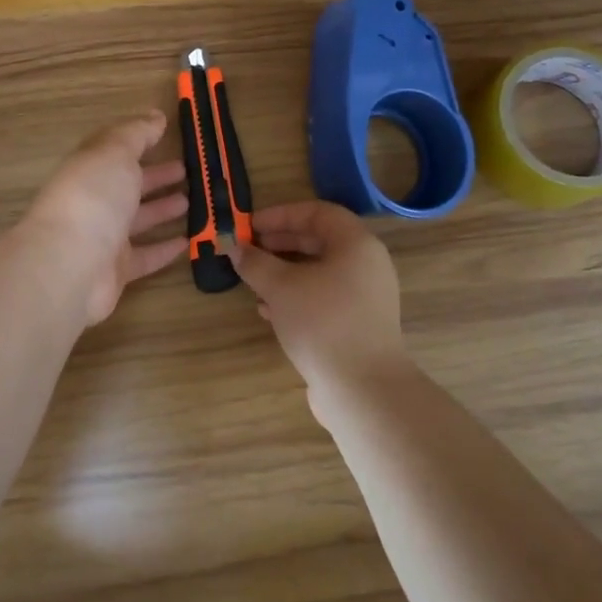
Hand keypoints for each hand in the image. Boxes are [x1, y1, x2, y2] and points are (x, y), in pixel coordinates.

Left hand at [22, 111, 188, 325]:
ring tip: (191, 201)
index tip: (167, 133)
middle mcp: (94, 201)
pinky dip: (164, 249)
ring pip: (138, 219)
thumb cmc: (93, 198)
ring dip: (162, 209)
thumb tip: (156, 116)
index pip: (115, 150)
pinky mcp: (116, 270)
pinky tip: (186, 242)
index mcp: (89, 168)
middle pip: (128, 185)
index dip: (139, 140)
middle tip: (187, 170)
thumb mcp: (115, 153)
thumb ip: (137, 133)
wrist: (70, 265)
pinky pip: (145, 256)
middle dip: (156, 176)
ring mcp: (103, 237)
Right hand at [228, 201, 409, 394]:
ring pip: (320, 272)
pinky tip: (269, 311)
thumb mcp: (280, 287)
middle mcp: (367, 264)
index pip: (317, 212)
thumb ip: (255, 262)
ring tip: (253, 281)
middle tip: (248, 250)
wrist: (363, 389)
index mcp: (356, 244)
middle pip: (319, 241)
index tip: (249, 226)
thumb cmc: (322, 322)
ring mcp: (366, 296)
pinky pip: (324, 297)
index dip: (281, 214)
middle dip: (280, 243)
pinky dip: (297, 296)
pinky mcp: (359, 324)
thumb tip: (234, 248)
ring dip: (284, 272)